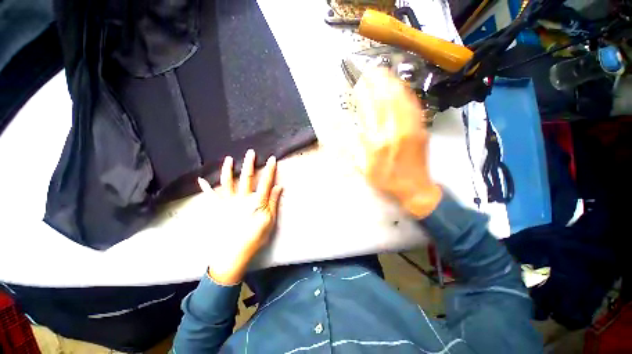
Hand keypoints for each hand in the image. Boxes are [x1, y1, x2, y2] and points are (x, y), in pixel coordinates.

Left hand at [198, 149, 282, 284]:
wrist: (234, 253)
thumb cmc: (255, 237)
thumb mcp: (270, 221)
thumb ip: (273, 202)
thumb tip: (278, 187)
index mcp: (257, 202)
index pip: (266, 182)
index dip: (270, 170)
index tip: (272, 159)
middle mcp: (243, 199)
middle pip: (247, 178)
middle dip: (250, 164)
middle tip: (250, 152)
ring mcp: (229, 203)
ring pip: (228, 182)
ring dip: (228, 169)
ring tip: (228, 159)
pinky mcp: (219, 209)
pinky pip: (211, 196)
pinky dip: (206, 188)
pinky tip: (201, 179)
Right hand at [353, 68, 441, 217]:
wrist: (415, 188)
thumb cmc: (386, 180)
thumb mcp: (365, 169)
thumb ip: (355, 147)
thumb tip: (347, 128)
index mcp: (378, 143)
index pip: (370, 112)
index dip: (364, 95)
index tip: (359, 83)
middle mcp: (395, 132)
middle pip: (386, 100)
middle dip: (378, 82)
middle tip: (370, 70)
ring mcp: (411, 128)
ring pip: (401, 99)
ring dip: (392, 83)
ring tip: (383, 72)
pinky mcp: (421, 129)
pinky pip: (414, 106)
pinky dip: (406, 93)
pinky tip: (400, 86)